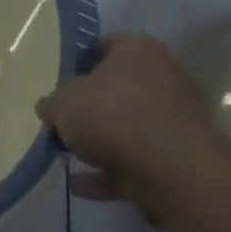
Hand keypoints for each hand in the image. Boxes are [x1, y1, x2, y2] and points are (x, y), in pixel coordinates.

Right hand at [37, 35, 214, 207]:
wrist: (173, 171)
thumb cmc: (113, 116)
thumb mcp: (64, 104)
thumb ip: (52, 104)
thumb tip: (49, 109)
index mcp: (138, 50)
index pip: (105, 46)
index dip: (79, 64)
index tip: (60, 84)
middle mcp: (163, 77)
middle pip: (118, 89)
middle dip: (91, 108)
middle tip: (64, 123)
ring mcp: (176, 120)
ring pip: (129, 128)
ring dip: (102, 144)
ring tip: (70, 159)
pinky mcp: (181, 159)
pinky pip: (137, 161)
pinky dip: (111, 172)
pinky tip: (82, 186)